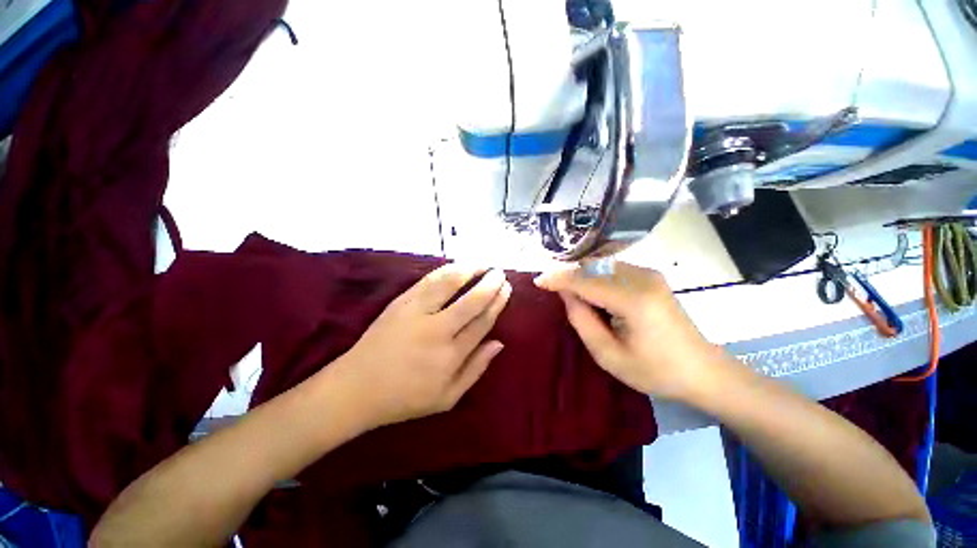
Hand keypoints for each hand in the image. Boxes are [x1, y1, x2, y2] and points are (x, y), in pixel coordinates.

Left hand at [335, 264, 510, 428]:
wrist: (356, 388)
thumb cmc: (405, 398)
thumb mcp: (447, 397)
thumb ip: (476, 369)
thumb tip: (499, 343)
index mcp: (450, 355)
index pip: (482, 321)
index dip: (497, 303)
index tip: (506, 289)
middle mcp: (436, 330)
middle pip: (471, 300)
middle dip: (489, 284)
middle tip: (500, 273)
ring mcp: (416, 312)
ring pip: (449, 284)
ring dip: (469, 270)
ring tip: (482, 263)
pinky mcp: (400, 302)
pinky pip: (427, 281)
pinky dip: (445, 270)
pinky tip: (457, 266)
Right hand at [535, 262, 729, 400]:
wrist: (702, 370)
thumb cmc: (655, 371)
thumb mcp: (609, 355)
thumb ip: (582, 320)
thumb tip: (565, 293)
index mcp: (633, 300)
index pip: (585, 280)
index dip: (559, 278)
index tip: (538, 280)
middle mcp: (642, 278)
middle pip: (592, 267)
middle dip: (568, 275)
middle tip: (551, 288)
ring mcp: (649, 274)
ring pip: (601, 265)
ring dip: (581, 275)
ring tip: (568, 291)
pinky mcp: (651, 276)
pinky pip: (612, 268)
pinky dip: (595, 275)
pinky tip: (590, 290)